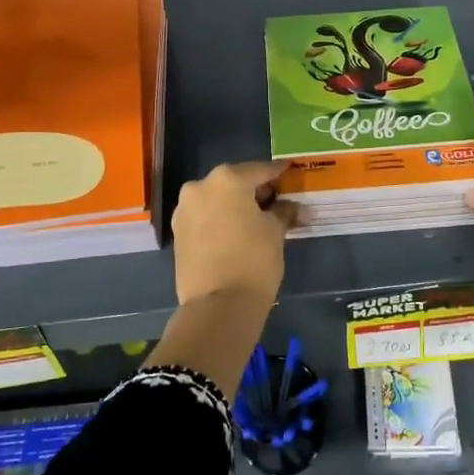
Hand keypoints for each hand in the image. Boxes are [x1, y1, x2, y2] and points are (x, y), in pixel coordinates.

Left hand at [170, 160, 297, 306]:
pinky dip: (220, 219)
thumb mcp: (275, 232)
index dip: (278, 174)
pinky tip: (236, 232)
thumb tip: (295, 208)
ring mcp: (184, 210)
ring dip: (235, 205)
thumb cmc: (254, 260)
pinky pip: (205, 217)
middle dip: (255, 191)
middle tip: (276, 201)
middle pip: (235, 182)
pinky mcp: (178, 232)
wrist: (218, 304)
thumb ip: (284, 212)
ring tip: (256, 219)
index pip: (260, 170)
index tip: (290, 173)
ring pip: (217, 199)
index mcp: (227, 179)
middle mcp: (200, 186)